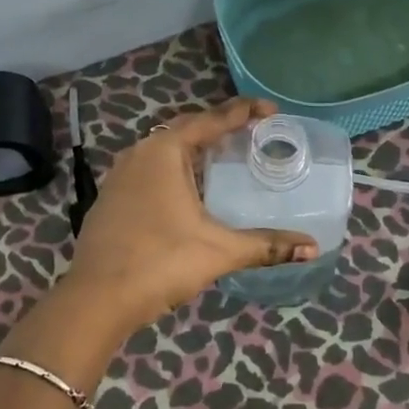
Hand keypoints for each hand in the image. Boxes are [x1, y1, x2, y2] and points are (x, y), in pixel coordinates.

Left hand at [63, 98, 318, 333]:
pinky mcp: (110, 197)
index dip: (244, 112)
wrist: (97, 298)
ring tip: (223, 156)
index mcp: (165, 151)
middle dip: (218, 127)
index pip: (212, 120)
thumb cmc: (161, 263)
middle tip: (250, 132)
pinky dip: (174, 168)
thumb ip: (266, 245)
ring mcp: (120, 175)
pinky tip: (187, 189)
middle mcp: (140, 153)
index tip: (271, 109)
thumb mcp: (219, 251)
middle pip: (186, 129)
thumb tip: (312, 247)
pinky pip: (149, 168)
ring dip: (193, 148)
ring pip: (163, 149)